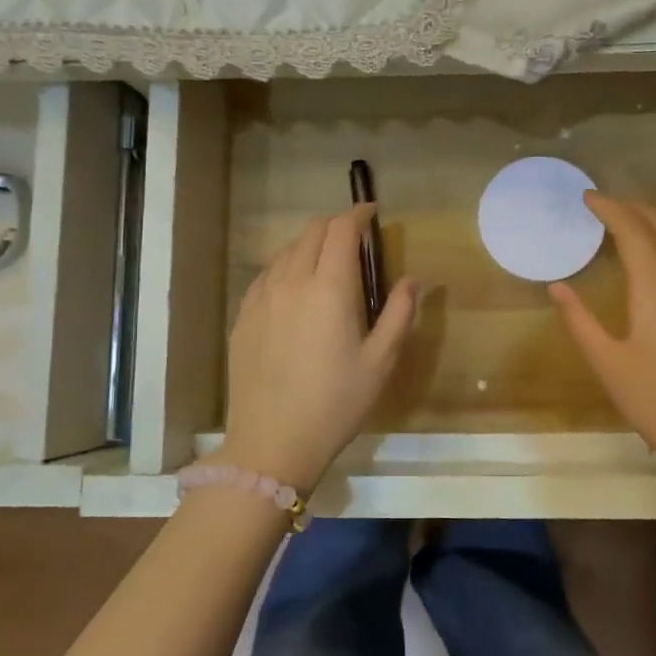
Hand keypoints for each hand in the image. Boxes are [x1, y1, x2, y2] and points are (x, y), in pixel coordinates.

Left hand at [214, 205, 418, 493]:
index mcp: (329, 288)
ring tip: (327, 265)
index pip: (341, 230)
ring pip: (286, 251)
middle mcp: (291, 281)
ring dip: (310, 246)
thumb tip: (412, 280)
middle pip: (311, 232)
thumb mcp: (379, 362)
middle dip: (336, 226)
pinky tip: (294, 290)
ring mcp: (261, 298)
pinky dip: (286, 268)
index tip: (373, 213)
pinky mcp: (243, 316)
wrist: (271, 443)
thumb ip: (399, 314)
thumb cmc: (335, 404)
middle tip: (355, 241)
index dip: (358, 214)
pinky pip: (266, 275)